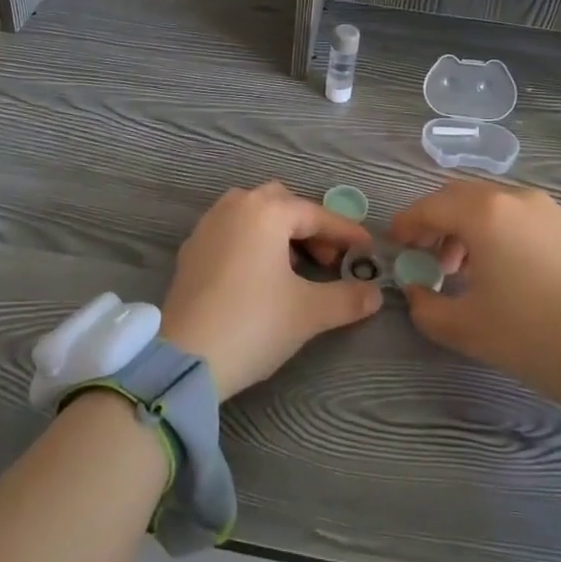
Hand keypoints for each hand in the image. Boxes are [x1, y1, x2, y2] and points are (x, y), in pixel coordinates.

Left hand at [161, 182, 383, 397]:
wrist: (185, 357)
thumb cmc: (253, 323)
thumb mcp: (308, 312)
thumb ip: (347, 298)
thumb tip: (374, 293)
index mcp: (266, 211)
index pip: (316, 215)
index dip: (345, 232)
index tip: (367, 249)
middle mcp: (235, 206)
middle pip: (282, 204)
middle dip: (310, 227)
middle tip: (329, 259)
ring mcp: (208, 225)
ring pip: (254, 214)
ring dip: (280, 232)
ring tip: (296, 267)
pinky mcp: (191, 249)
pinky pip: (232, 231)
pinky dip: (253, 242)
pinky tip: (260, 274)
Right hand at [389, 180, 560, 412]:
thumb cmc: (533, 336)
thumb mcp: (466, 328)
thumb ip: (425, 307)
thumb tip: (414, 291)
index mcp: (485, 212)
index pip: (431, 207)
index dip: (406, 223)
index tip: (393, 243)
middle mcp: (514, 197)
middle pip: (459, 197)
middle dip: (435, 221)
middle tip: (422, 253)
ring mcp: (545, 208)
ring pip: (490, 204)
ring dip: (465, 226)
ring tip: (458, 267)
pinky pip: (515, 215)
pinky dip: (494, 230)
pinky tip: (495, 266)